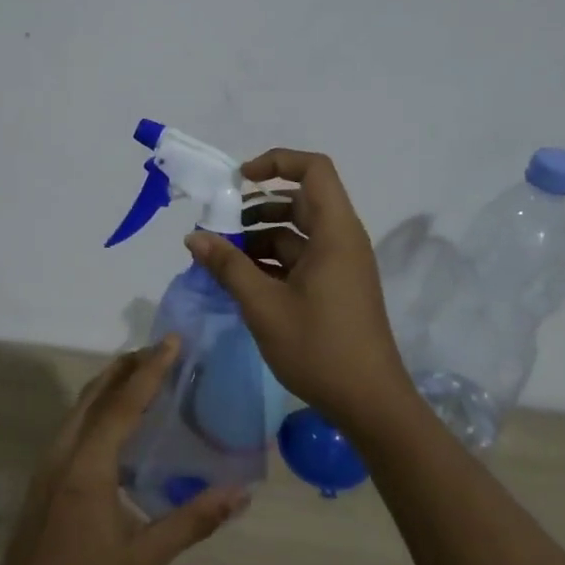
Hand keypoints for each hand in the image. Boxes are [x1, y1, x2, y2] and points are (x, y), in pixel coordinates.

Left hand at [0, 339, 246, 564]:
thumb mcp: (143, 560)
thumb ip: (191, 522)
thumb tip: (238, 494)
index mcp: (88, 466)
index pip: (122, 404)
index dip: (150, 370)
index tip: (172, 341)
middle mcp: (64, 451)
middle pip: (97, 392)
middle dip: (129, 365)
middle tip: (163, 349)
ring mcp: (49, 460)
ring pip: (82, 404)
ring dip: (112, 381)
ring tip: (145, 371)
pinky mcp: (45, 472)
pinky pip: (75, 421)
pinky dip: (99, 403)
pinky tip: (119, 418)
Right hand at [186, 148, 412, 431]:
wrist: (369, 402)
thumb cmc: (318, 346)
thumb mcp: (263, 305)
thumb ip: (227, 266)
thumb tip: (194, 237)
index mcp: (335, 232)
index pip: (313, 170)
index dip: (277, 162)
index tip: (240, 181)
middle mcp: (342, 240)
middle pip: (300, 201)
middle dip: (257, 207)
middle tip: (219, 226)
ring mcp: (340, 265)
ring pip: (296, 233)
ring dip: (259, 238)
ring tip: (221, 257)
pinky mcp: (335, 288)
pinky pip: (300, 259)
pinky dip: (271, 262)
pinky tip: (240, 281)